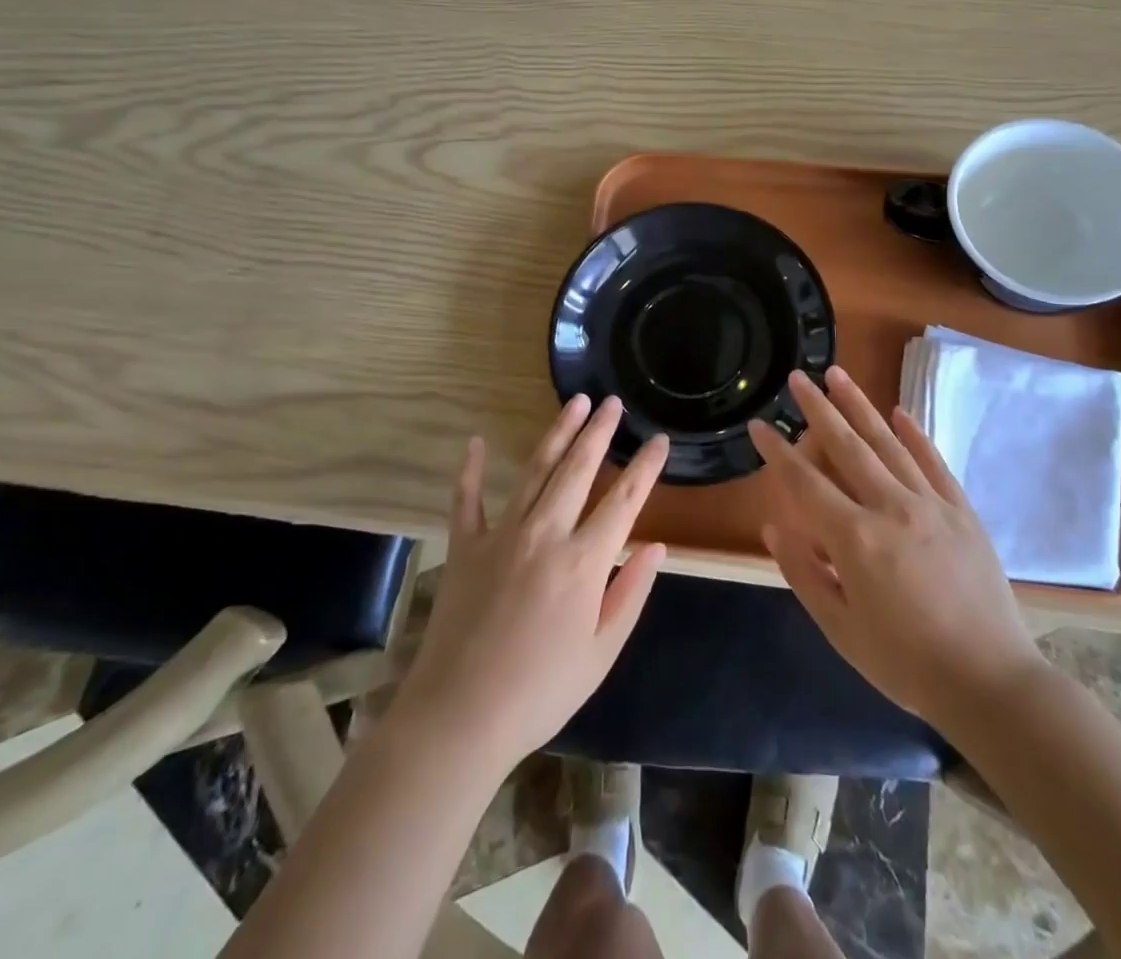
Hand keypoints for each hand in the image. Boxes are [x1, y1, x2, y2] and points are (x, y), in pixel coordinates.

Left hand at [392, 395, 668, 774]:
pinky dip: (469, 470)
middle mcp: (545, 533)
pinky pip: (467, 499)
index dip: (646, 468)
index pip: (625, 501)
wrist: (459, 717)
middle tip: (613, 402)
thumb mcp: (600, 653)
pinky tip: (474, 442)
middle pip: (578, 469)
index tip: (660, 440)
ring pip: (535, 470)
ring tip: (575, 403)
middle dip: (600, 432)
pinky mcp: (465, 546)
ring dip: (557, 433)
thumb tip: (656, 546)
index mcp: (584, 562)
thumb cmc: (540, 692)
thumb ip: (630, 593)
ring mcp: (501, 534)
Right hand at [751, 367, 1044, 729]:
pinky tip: (899, 411)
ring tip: (838, 374)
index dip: (778, 452)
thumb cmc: (906, 663)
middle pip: (847, 447)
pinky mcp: (962, 511)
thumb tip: (775, 526)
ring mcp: (931, 505)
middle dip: (818, 409)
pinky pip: (933, 462)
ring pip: (888, 443)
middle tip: (798, 375)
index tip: (758, 424)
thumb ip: (804, 574)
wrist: (991, 683)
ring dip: (860, 406)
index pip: (805, 483)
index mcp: (856, 539)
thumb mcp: (840, 630)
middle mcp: (891, 508)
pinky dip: (915, 434)